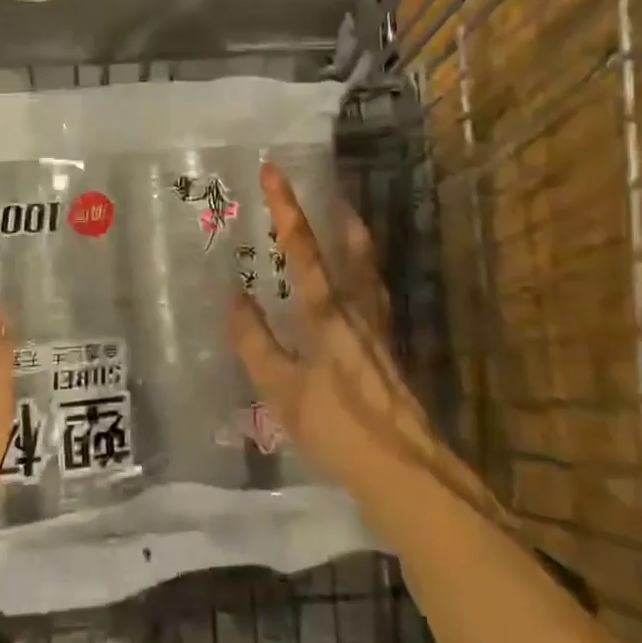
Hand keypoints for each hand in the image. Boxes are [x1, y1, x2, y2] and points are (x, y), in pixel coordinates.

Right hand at [229, 163, 489, 518]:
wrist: (406, 472)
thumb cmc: (338, 428)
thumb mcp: (281, 390)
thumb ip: (255, 343)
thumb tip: (235, 296)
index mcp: (326, 313)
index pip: (303, 249)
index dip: (286, 208)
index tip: (274, 171)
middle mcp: (357, 311)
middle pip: (353, 251)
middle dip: (340, 218)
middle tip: (331, 193)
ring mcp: (378, 332)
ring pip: (369, 273)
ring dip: (356, 244)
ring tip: (347, 226)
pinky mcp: (388, 354)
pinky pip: (374, 298)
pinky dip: (363, 278)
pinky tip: (356, 295)